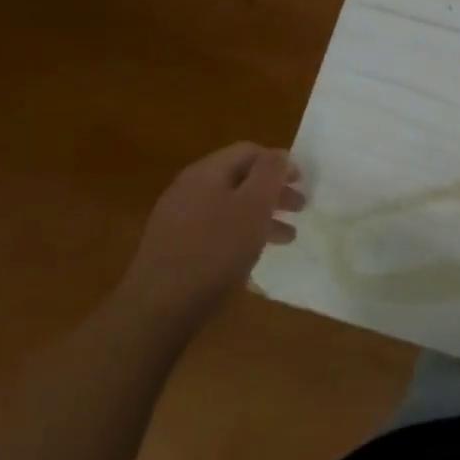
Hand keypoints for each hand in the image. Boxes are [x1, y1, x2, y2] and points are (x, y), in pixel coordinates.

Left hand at [115, 143, 304, 330]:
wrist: (158, 309)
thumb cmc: (215, 250)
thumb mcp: (254, 206)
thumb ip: (271, 173)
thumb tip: (280, 154)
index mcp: (206, 172)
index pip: (249, 151)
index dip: (279, 163)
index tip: (301, 183)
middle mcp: (188, 188)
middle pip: (240, 178)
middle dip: (273, 191)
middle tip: (299, 209)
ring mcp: (177, 219)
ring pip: (229, 206)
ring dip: (261, 216)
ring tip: (286, 238)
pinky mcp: (173, 247)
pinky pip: (215, 229)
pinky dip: (240, 234)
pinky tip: (252, 255)